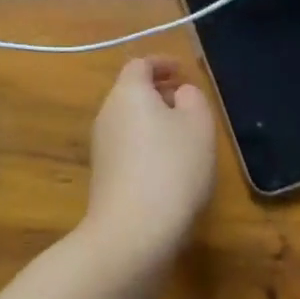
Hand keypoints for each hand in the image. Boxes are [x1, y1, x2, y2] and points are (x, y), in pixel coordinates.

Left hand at [79, 57, 217, 271]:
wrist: (132, 234)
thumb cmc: (171, 168)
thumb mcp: (198, 125)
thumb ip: (192, 98)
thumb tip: (179, 94)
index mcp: (127, 93)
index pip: (140, 65)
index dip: (162, 64)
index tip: (183, 72)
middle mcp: (107, 114)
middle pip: (132, 93)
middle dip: (160, 94)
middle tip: (188, 104)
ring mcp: (101, 148)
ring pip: (130, 122)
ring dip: (154, 123)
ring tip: (185, 139)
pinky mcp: (103, 178)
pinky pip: (128, 149)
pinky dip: (147, 148)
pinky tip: (170, 170)